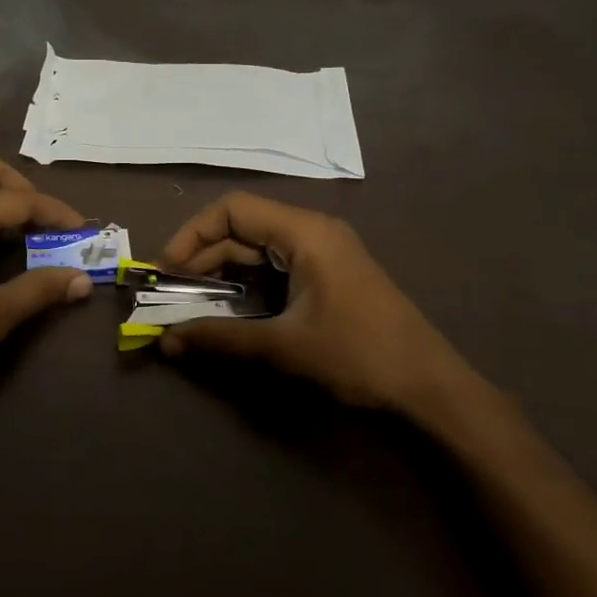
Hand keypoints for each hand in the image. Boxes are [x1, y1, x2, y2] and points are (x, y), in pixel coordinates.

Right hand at [158, 192, 503, 432]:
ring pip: (258, 250)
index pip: (233, 209)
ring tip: (193, 304)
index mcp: (305, 232)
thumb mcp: (283, 346)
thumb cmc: (358, 355)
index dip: (193, 234)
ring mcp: (324, 253)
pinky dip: (248, 284)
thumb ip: (220, 338)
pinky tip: (231, 310)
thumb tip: (166, 341)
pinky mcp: (328, 276)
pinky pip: (277, 268)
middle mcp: (313, 232)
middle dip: (203, 258)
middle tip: (172, 294)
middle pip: (243, 228)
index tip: (167, 270)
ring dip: (223, 273)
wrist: (430, 387)